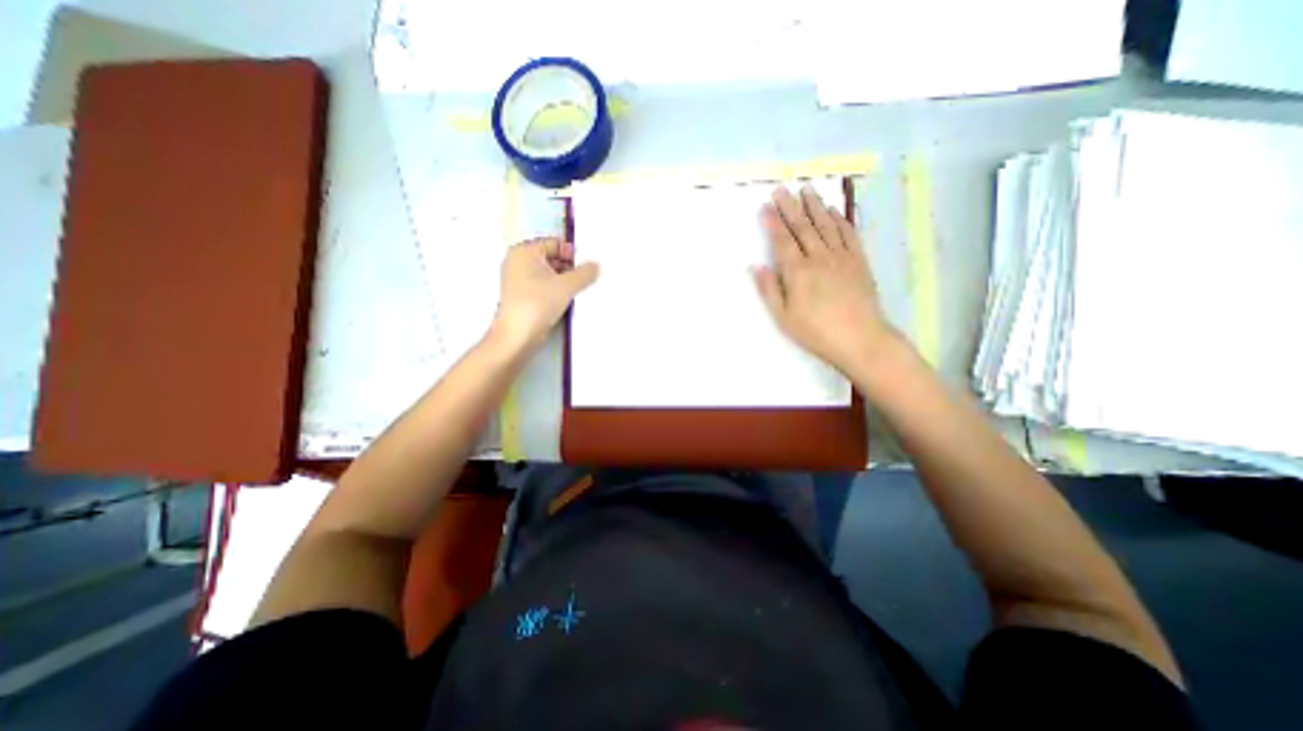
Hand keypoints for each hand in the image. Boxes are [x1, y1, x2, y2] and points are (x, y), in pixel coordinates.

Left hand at [489, 238, 598, 349]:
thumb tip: (597, 265)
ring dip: (565, 281)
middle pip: (552, 258)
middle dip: (570, 268)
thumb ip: (585, 273)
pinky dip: (556, 291)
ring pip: (549, 274)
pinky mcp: (522, 296)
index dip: (573, 254)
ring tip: (580, 291)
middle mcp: (518, 261)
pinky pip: (544, 286)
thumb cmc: (538, 304)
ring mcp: (518, 279)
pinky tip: (568, 300)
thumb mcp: (567, 286)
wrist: (517, 337)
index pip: (555, 243)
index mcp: (524, 251)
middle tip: (587, 280)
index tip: (588, 268)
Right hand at [748, 185, 903, 376]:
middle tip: (782, 189)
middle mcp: (819, 258)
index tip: (765, 206)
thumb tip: (756, 266)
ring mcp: (841, 257)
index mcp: (798, 272)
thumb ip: (769, 290)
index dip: (773, 223)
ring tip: (807, 190)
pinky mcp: (859, 261)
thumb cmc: (816, 332)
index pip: (782, 241)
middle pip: (802, 227)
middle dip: (790, 207)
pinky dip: (840, 220)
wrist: (861, 339)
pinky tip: (834, 211)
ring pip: (826, 225)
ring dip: (815, 206)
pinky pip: (848, 234)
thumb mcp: (784, 317)